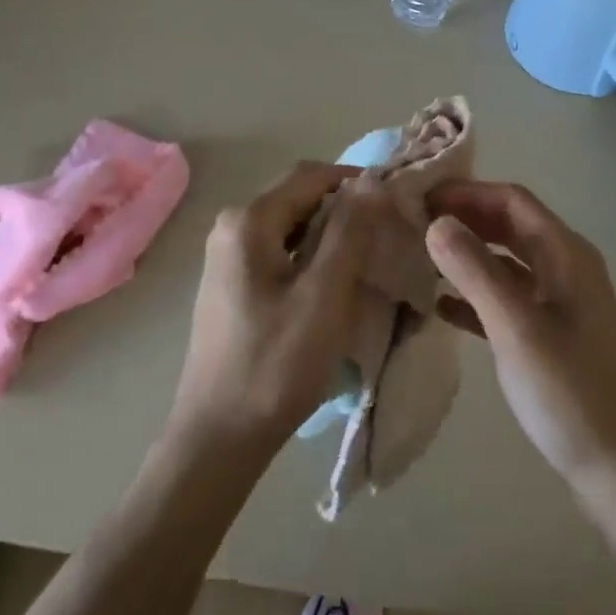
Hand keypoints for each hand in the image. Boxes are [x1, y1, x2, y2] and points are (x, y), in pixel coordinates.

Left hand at [168, 163, 384, 459]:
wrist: (218, 439)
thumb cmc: (275, 364)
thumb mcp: (324, 294)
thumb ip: (350, 231)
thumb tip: (373, 179)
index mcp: (248, 221)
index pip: (312, 175)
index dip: (357, 181)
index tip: (396, 203)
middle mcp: (231, 227)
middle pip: (300, 197)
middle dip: (346, 208)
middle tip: (388, 234)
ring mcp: (228, 256)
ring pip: (293, 225)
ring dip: (332, 234)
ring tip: (369, 259)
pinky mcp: (233, 283)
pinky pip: (281, 251)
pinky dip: (312, 256)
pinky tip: (335, 284)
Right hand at [426, 181, 615, 507]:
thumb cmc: (571, 392)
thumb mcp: (516, 326)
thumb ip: (474, 269)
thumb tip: (436, 221)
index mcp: (565, 253)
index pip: (511, 200)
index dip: (466, 191)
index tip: (418, 197)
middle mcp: (566, 268)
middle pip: (509, 226)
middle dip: (464, 219)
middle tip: (412, 224)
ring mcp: (561, 305)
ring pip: (507, 263)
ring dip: (467, 256)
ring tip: (418, 259)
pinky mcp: (554, 338)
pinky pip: (509, 300)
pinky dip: (476, 296)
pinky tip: (441, 307)